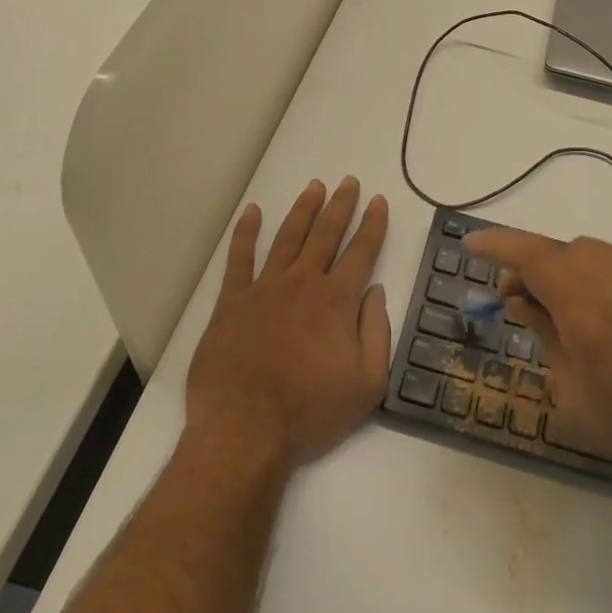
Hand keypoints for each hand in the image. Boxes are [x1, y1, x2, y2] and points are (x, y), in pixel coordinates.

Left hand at [186, 178, 391, 474]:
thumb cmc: (310, 411)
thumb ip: (378, 332)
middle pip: (326, 234)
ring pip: (289, 237)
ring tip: (314, 186)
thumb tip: (377, 292)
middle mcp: (303, 283)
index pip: (362, 252)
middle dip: (340, 205)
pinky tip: (253, 212)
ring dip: (304, 210)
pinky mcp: (232, 302)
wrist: (245, 430)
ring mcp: (265, 288)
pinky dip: (246, 233)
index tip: (378, 201)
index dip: (373, 224)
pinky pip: (240, 259)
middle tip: (349, 181)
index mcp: (337, 301)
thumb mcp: (367, 384)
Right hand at [466, 229, 611, 504]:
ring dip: (571, 273)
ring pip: (595, 255)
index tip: (472, 245)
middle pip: (563, 251)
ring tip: (571, 313)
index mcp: (589, 310)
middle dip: (536, 268)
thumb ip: (546, 338)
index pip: (531, 256)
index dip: (498, 245)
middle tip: (523, 302)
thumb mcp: (578, 397)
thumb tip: (522, 302)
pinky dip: (606, 283)